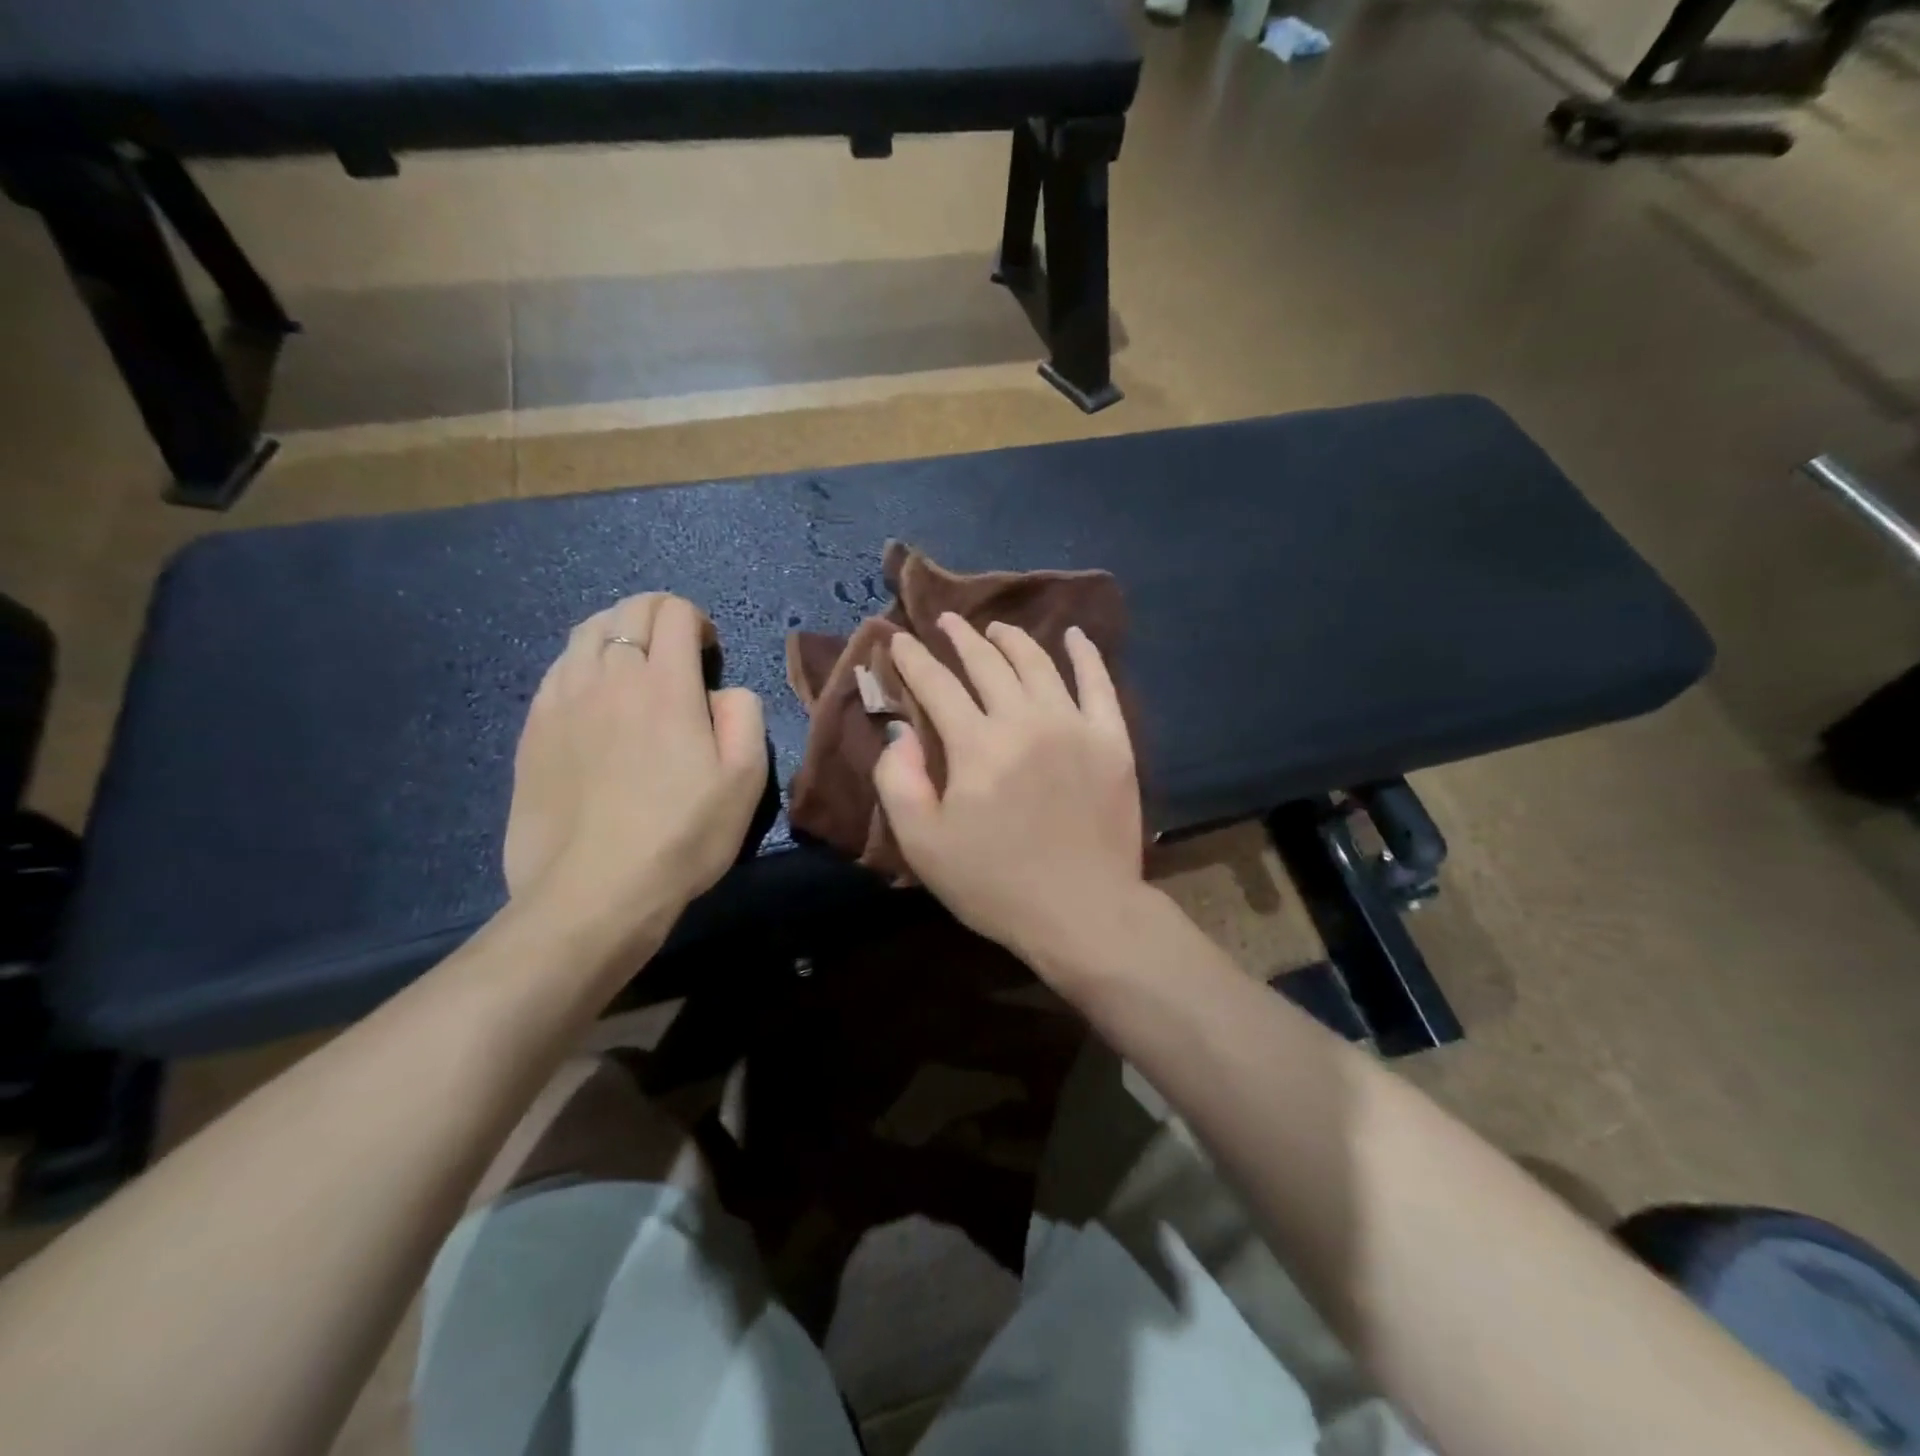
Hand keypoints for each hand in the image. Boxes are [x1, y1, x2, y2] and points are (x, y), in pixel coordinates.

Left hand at [504, 594, 766, 950]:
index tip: (708, 652)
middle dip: (659, 616)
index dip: (697, 620)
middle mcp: (609, 677)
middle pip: (628, 611)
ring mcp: (562, 700)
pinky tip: (594, 696)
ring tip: (633, 666)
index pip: (674, 612)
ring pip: (586, 633)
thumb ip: (744, 714)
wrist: (593, 892)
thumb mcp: (746, 779)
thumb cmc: (682, 835)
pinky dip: (582, 663)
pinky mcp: (532, 729)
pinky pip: (557, 669)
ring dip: (617, 633)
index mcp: (666, 685)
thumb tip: (721, 692)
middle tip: (676, 652)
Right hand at [874, 614, 1144, 974]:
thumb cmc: (995, 884)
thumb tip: (901, 732)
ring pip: (1038, 663)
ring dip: (1012, 639)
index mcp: (976, 745)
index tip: (896, 637)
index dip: (911, 658)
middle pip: (987, 663)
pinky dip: (1085, 654)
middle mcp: (1024, 720)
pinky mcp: (1112, 740)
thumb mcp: (923, 844)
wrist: (1082, 912)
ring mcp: (1074, 725)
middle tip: (945, 622)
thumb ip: (898, 781)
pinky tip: (1074, 635)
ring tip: (996, 628)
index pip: (936, 684)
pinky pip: (1099, 683)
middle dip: (960, 638)